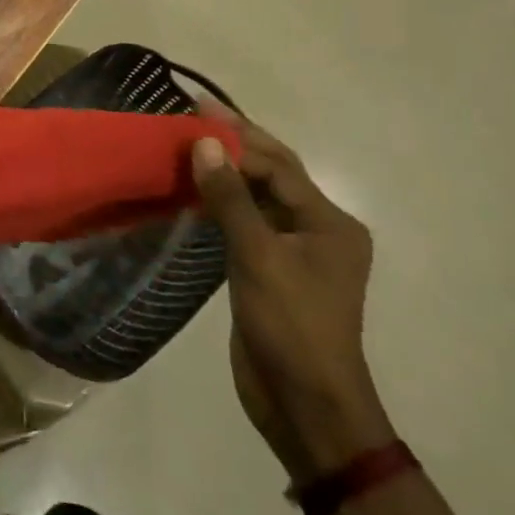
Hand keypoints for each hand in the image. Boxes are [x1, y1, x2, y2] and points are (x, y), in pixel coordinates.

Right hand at [192, 111, 394, 481]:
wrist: (305, 406)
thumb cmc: (291, 327)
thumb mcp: (259, 258)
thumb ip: (232, 199)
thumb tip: (206, 143)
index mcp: (329, 223)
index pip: (278, 165)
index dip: (236, 135)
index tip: (195, 109)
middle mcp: (317, 230)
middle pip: (272, 174)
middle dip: (234, 143)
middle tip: (191, 113)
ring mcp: (294, 253)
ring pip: (257, 198)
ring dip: (225, 172)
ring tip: (185, 144)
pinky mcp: (271, 271)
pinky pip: (245, 223)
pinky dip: (220, 202)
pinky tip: (193, 190)